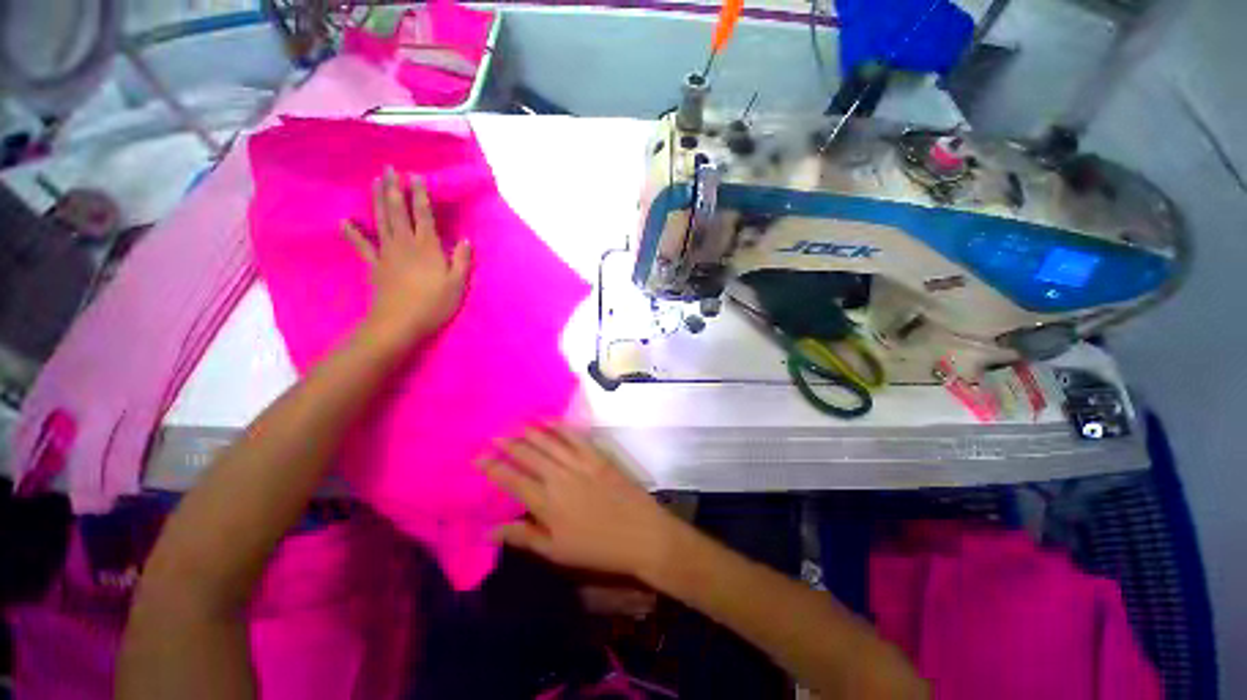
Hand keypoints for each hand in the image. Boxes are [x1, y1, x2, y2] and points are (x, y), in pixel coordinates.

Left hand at [343, 168, 470, 349]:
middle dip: (394, 188)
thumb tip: (465, 240)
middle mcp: (405, 243)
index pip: (424, 214)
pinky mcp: (374, 264)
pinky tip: (344, 221)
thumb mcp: (458, 284)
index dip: (420, 194)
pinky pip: (361, 245)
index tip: (417, 176)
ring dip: (378, 199)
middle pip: (398, 210)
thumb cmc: (434, 304)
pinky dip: (352, 233)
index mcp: (427, 246)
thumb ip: (462, 260)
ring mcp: (386, 252)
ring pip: (381, 220)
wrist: (400, 322)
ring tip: (374, 181)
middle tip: (390, 168)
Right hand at [481, 425, 685, 579]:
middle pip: (529, 455)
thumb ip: (523, 537)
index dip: (493, 468)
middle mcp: (559, 477)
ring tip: (515, 424)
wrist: (640, 534)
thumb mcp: (556, 551)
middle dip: (508, 444)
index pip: (512, 480)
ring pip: (549, 442)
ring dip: (530, 432)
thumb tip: (489, 530)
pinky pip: (575, 437)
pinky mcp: (598, 456)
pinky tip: (550, 421)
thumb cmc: (596, 548)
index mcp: (546, 503)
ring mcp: (580, 463)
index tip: (478, 458)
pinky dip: (560, 427)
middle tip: (493, 435)